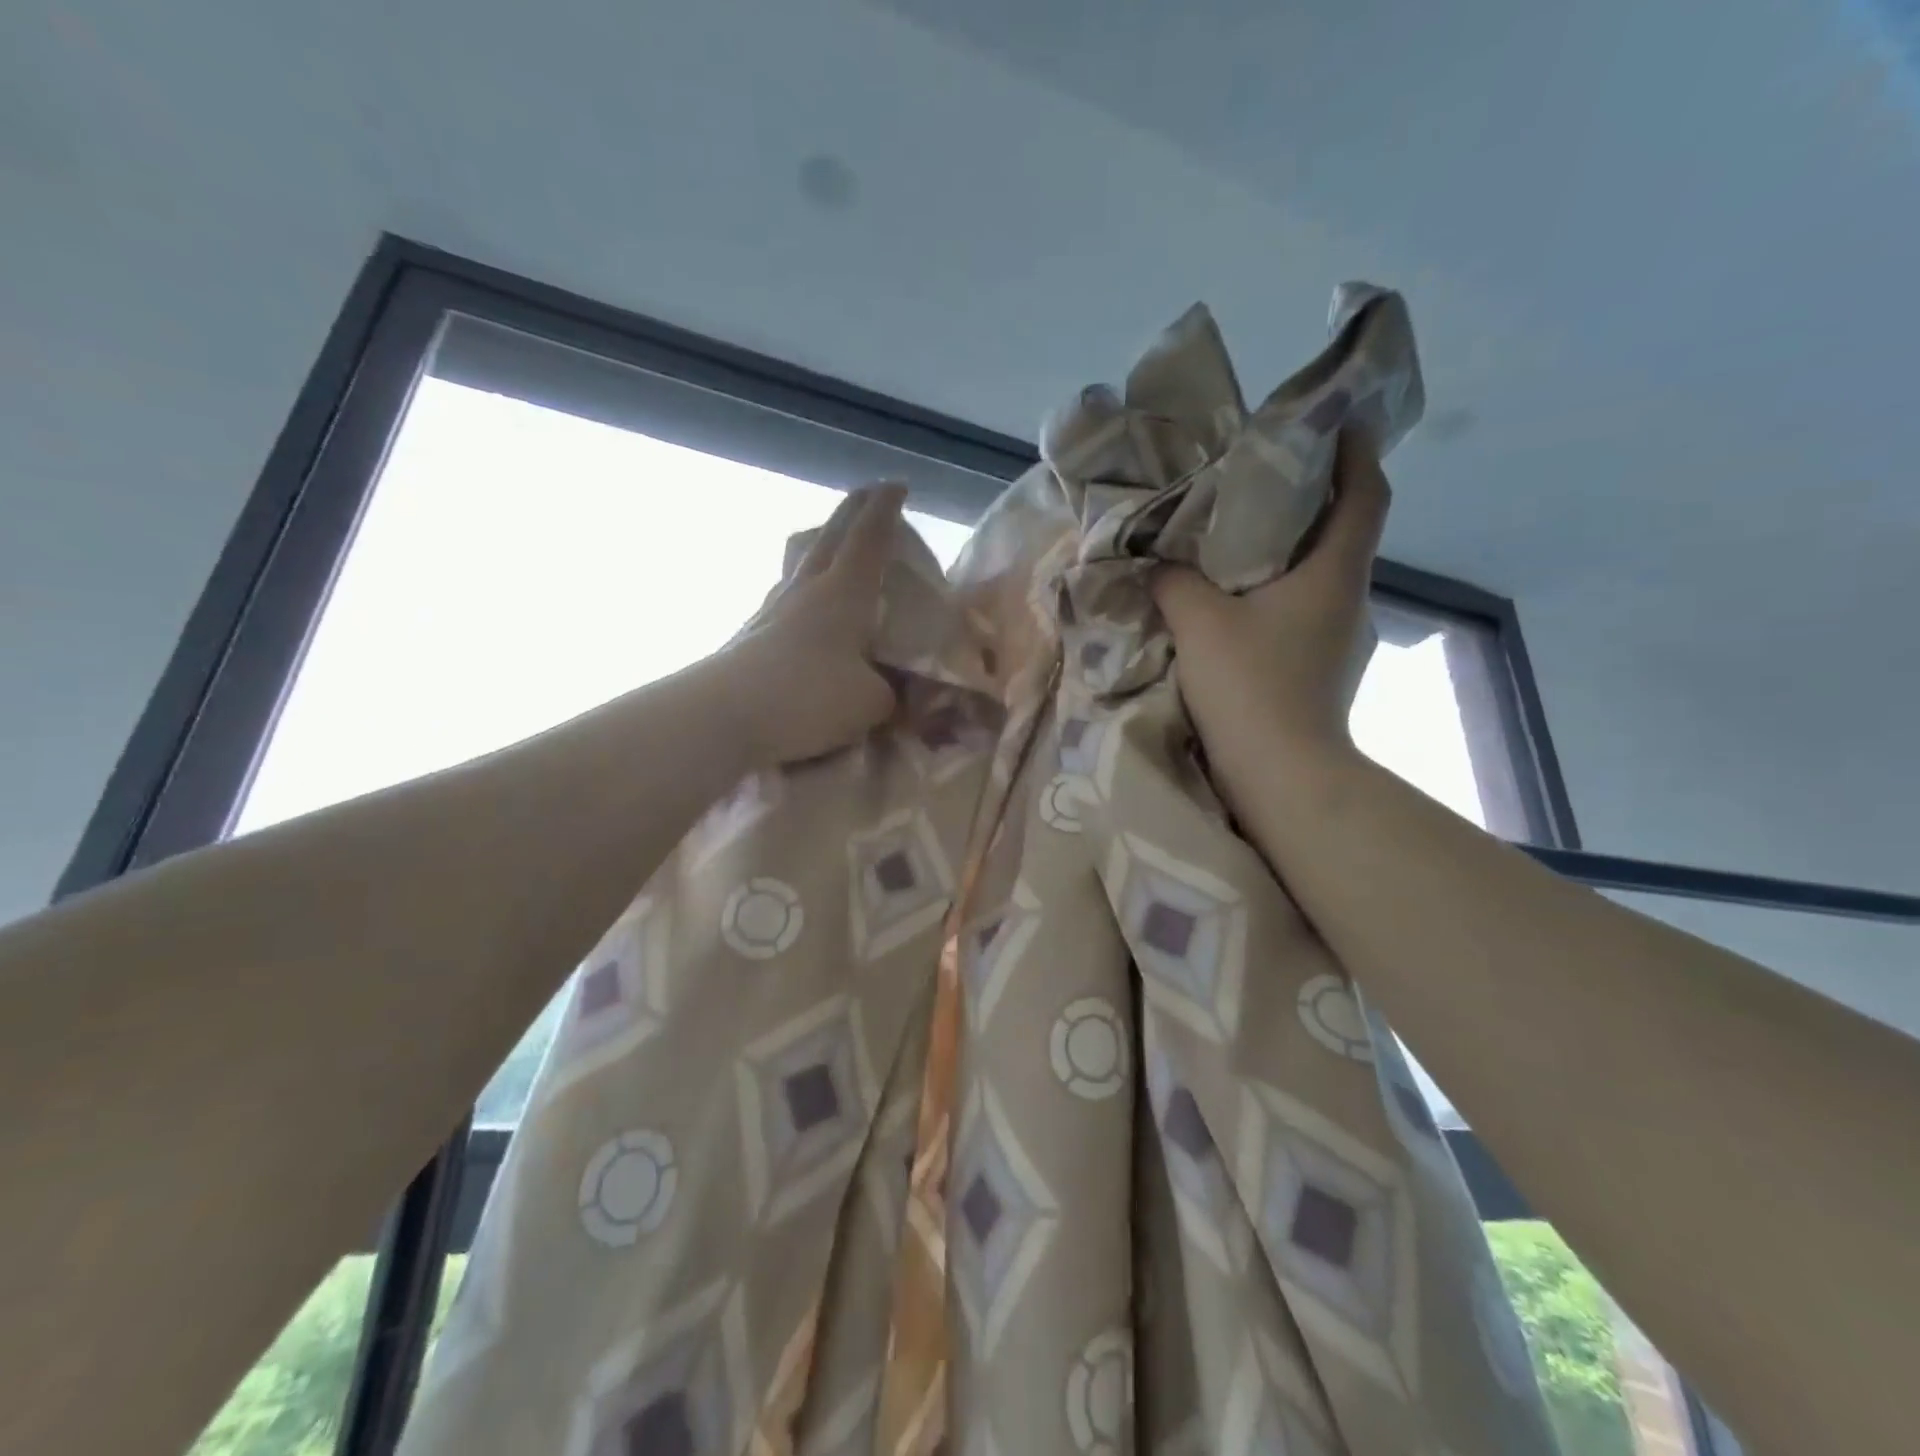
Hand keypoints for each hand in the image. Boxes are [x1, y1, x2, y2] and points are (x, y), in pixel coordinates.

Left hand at [717, 483, 905, 765]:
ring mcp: (772, 611)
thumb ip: (889, 691)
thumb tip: (888, 691)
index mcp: (844, 592)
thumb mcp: (872, 702)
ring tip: (830, 552)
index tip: (897, 484)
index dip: (886, 509)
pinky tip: (803, 615)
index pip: (869, 537)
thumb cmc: (810, 697)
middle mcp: (806, 590)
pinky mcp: (750, 639)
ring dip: (819, 551)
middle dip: (851, 511)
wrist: (725, 717)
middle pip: (829, 537)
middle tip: (866, 495)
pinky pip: (784, 603)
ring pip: (799, 566)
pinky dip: (801, 596)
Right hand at [1152, 429, 1390, 796]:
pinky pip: (1302, 617)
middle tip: (1257, 486)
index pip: (1364, 493)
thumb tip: (1159, 564)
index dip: (1354, 451)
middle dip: (1307, 503)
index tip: (1332, 422)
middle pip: (1340, 534)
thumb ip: (1174, 581)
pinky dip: (1275, 600)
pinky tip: (1236, 612)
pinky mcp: (1324, 673)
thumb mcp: (1198, 622)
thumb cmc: (1251, 687)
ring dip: (1286, 557)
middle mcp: (1350, 601)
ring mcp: (1342, 641)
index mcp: (1334, 574)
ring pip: (1318, 579)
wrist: (1283, 777)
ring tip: (1235, 549)